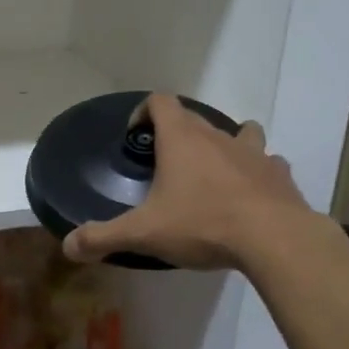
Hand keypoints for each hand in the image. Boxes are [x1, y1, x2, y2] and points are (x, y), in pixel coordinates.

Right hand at [63, 94, 315, 270]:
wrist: (275, 239)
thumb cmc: (202, 224)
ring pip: (240, 132)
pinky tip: (251, 194)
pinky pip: (268, 163)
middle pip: (194, 118)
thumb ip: (103, 237)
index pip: (160, 102)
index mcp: (182, 139)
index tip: (136, 137)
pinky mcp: (280, 175)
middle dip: (178, 135)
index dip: (144, 112)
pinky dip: (257, 172)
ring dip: (226, 145)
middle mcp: (217, 136)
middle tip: (166, 167)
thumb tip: (68, 246)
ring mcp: (254, 153)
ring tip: (214, 173)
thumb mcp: (144, 234)